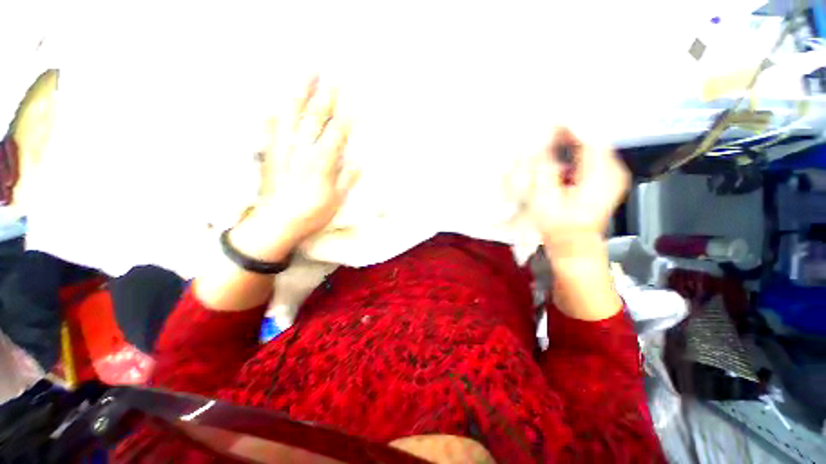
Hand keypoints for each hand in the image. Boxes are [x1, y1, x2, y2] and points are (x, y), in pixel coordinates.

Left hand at [239, 76, 359, 257]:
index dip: (346, 118)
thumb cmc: (311, 214)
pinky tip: (278, 102)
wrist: (276, 223)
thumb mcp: (335, 201)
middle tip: (332, 77)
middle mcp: (301, 150)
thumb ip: (346, 179)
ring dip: (300, 93)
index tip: (355, 103)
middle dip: (325, 96)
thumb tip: (359, 162)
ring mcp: (282, 148)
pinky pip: (272, 126)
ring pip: (291, 114)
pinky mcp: (269, 152)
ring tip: (306, 75)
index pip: (336, 134)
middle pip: (314, 118)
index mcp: (320, 163)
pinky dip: (277, 111)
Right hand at [527, 127, 628, 259]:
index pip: (589, 138)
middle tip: (549, 127)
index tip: (551, 118)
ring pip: (594, 144)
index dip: (569, 125)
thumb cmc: (558, 225)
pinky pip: (594, 154)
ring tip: (554, 135)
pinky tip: (564, 149)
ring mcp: (614, 174)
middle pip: (594, 138)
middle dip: (571, 130)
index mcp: (600, 175)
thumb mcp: (545, 197)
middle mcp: (614, 170)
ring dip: (574, 138)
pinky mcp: (609, 177)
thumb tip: (540, 143)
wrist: (574, 243)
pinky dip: (579, 148)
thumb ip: (543, 168)